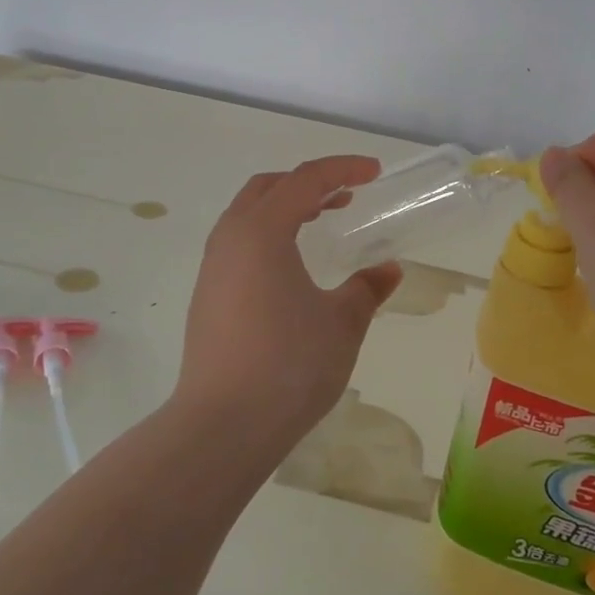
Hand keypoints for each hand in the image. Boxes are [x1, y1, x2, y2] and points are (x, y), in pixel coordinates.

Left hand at [176, 156, 402, 456]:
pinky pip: (239, 242)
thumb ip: (367, 289)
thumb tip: (388, 270)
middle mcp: (230, 238)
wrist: (222, 425)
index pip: (305, 180)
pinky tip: (290, 266)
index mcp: (262, 230)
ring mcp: (212, 267)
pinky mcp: (206, 295)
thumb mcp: (342, 323)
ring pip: (248, 214)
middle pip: (269, 188)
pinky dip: (268, 234)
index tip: (374, 172)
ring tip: (320, 222)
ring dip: (285, 207)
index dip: (343, 169)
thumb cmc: (288, 365)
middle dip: (309, 183)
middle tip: (346, 196)